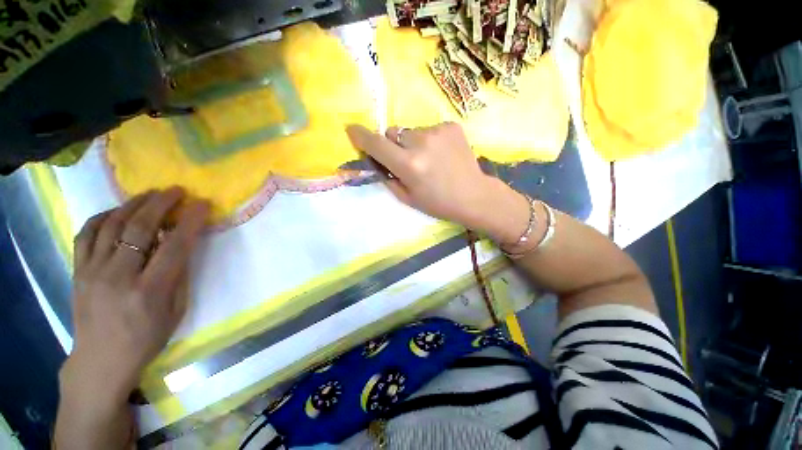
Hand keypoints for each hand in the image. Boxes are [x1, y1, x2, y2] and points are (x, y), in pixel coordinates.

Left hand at [56, 188, 209, 448]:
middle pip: (138, 228)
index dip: (190, 222)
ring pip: (111, 225)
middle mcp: (118, 276)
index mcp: (149, 291)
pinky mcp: (78, 271)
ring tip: (150, 194)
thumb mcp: (176, 311)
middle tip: (177, 190)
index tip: (202, 205)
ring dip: (133, 204)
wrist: (101, 359)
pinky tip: (117, 211)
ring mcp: (93, 272)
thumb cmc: (147, 338)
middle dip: (160, 203)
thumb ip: (179, 276)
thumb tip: (182, 246)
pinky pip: (87, 234)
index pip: (174, 246)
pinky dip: (103, 217)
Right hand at [346, 123, 529, 243]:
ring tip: (429, 159)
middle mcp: (421, 143)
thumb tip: (376, 160)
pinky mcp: (452, 126)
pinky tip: (442, 154)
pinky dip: (430, 140)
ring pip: (411, 130)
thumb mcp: (407, 198)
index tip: (352, 130)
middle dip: (393, 145)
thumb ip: (388, 177)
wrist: (473, 195)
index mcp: (409, 165)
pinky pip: (429, 128)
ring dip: (413, 142)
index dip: (361, 136)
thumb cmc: (438, 203)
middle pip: (393, 132)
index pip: (376, 143)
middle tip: (407, 160)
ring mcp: (438, 131)